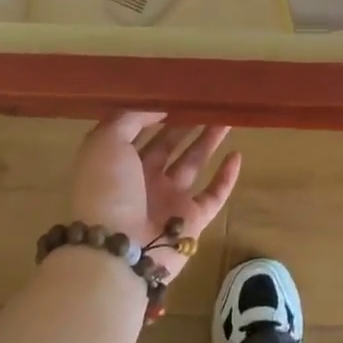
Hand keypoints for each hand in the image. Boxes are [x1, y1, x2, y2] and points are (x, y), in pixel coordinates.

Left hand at [67, 112, 240, 281]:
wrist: (118, 250)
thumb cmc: (107, 189)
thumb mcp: (105, 142)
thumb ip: (131, 118)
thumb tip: (160, 107)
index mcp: (119, 163)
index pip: (138, 132)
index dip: (155, 113)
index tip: (176, 93)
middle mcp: (144, 180)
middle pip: (169, 145)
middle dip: (185, 124)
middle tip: (206, 101)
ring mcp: (170, 201)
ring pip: (193, 163)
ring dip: (208, 141)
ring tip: (226, 117)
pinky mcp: (194, 219)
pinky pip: (214, 194)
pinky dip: (227, 176)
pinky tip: (237, 155)